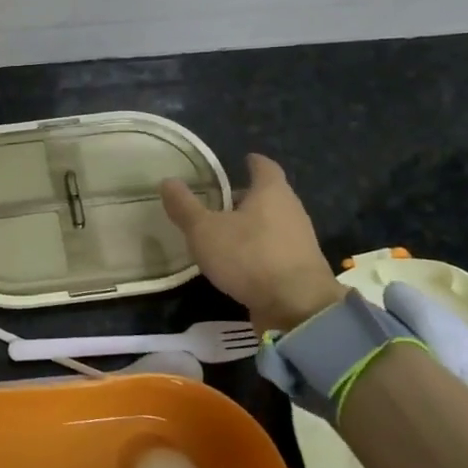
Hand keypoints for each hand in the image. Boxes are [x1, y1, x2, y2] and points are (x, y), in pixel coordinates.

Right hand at [160, 153, 345, 330]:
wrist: (298, 308)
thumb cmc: (249, 257)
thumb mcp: (205, 230)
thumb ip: (185, 206)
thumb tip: (167, 180)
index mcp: (272, 192)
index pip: (264, 167)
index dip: (253, 162)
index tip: (243, 159)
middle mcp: (291, 211)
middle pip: (270, 196)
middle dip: (248, 196)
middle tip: (222, 199)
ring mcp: (300, 241)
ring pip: (273, 223)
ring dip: (253, 225)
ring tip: (226, 232)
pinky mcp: (300, 268)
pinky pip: (276, 249)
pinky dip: (259, 249)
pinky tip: (240, 261)